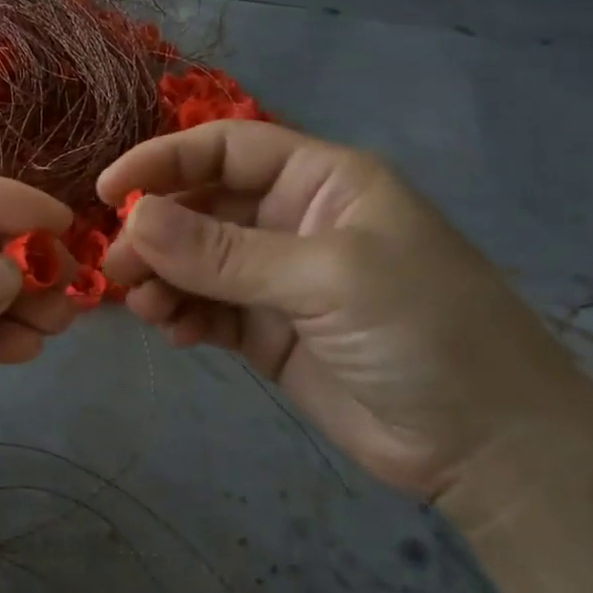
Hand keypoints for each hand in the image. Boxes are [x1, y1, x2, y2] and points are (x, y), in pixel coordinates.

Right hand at [100, 122, 592, 502]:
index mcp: (322, 182)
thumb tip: (134, 218)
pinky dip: (181, 316)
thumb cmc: (425, 331)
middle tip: (116, 267)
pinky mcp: (266, 332)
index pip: (228, 148)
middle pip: (202, 206)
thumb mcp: (326, 277)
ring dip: (161, 278)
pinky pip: (207, 310)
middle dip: (155, 231)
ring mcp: (277, 280)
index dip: (165, 159)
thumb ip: (225, 251)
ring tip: (144, 306)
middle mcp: (293, 221)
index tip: (108, 188)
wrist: (483, 444)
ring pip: (196, 263)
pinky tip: (173, 333)